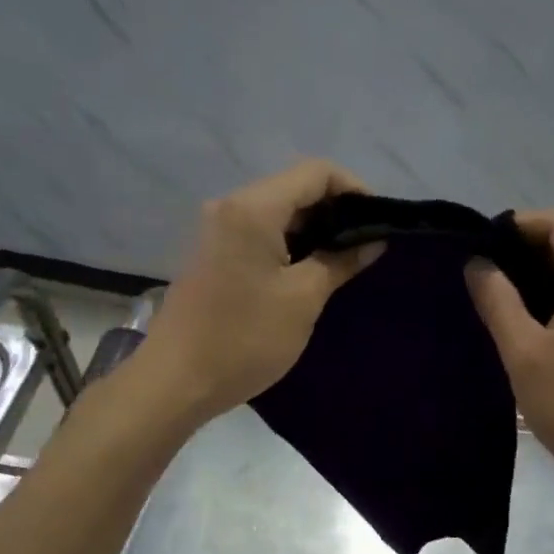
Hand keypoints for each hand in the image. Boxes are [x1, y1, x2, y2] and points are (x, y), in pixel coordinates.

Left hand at [134, 160, 381, 421]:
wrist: (175, 381)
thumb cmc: (245, 338)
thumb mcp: (303, 299)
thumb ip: (340, 261)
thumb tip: (373, 241)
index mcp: (254, 208)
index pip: (315, 172)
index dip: (354, 189)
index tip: (378, 222)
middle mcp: (231, 207)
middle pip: (294, 187)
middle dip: (335, 210)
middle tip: (365, 245)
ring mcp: (218, 230)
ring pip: (278, 211)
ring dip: (313, 229)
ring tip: (344, 260)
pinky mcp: (213, 254)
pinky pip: (260, 232)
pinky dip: (290, 243)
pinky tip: (309, 271)